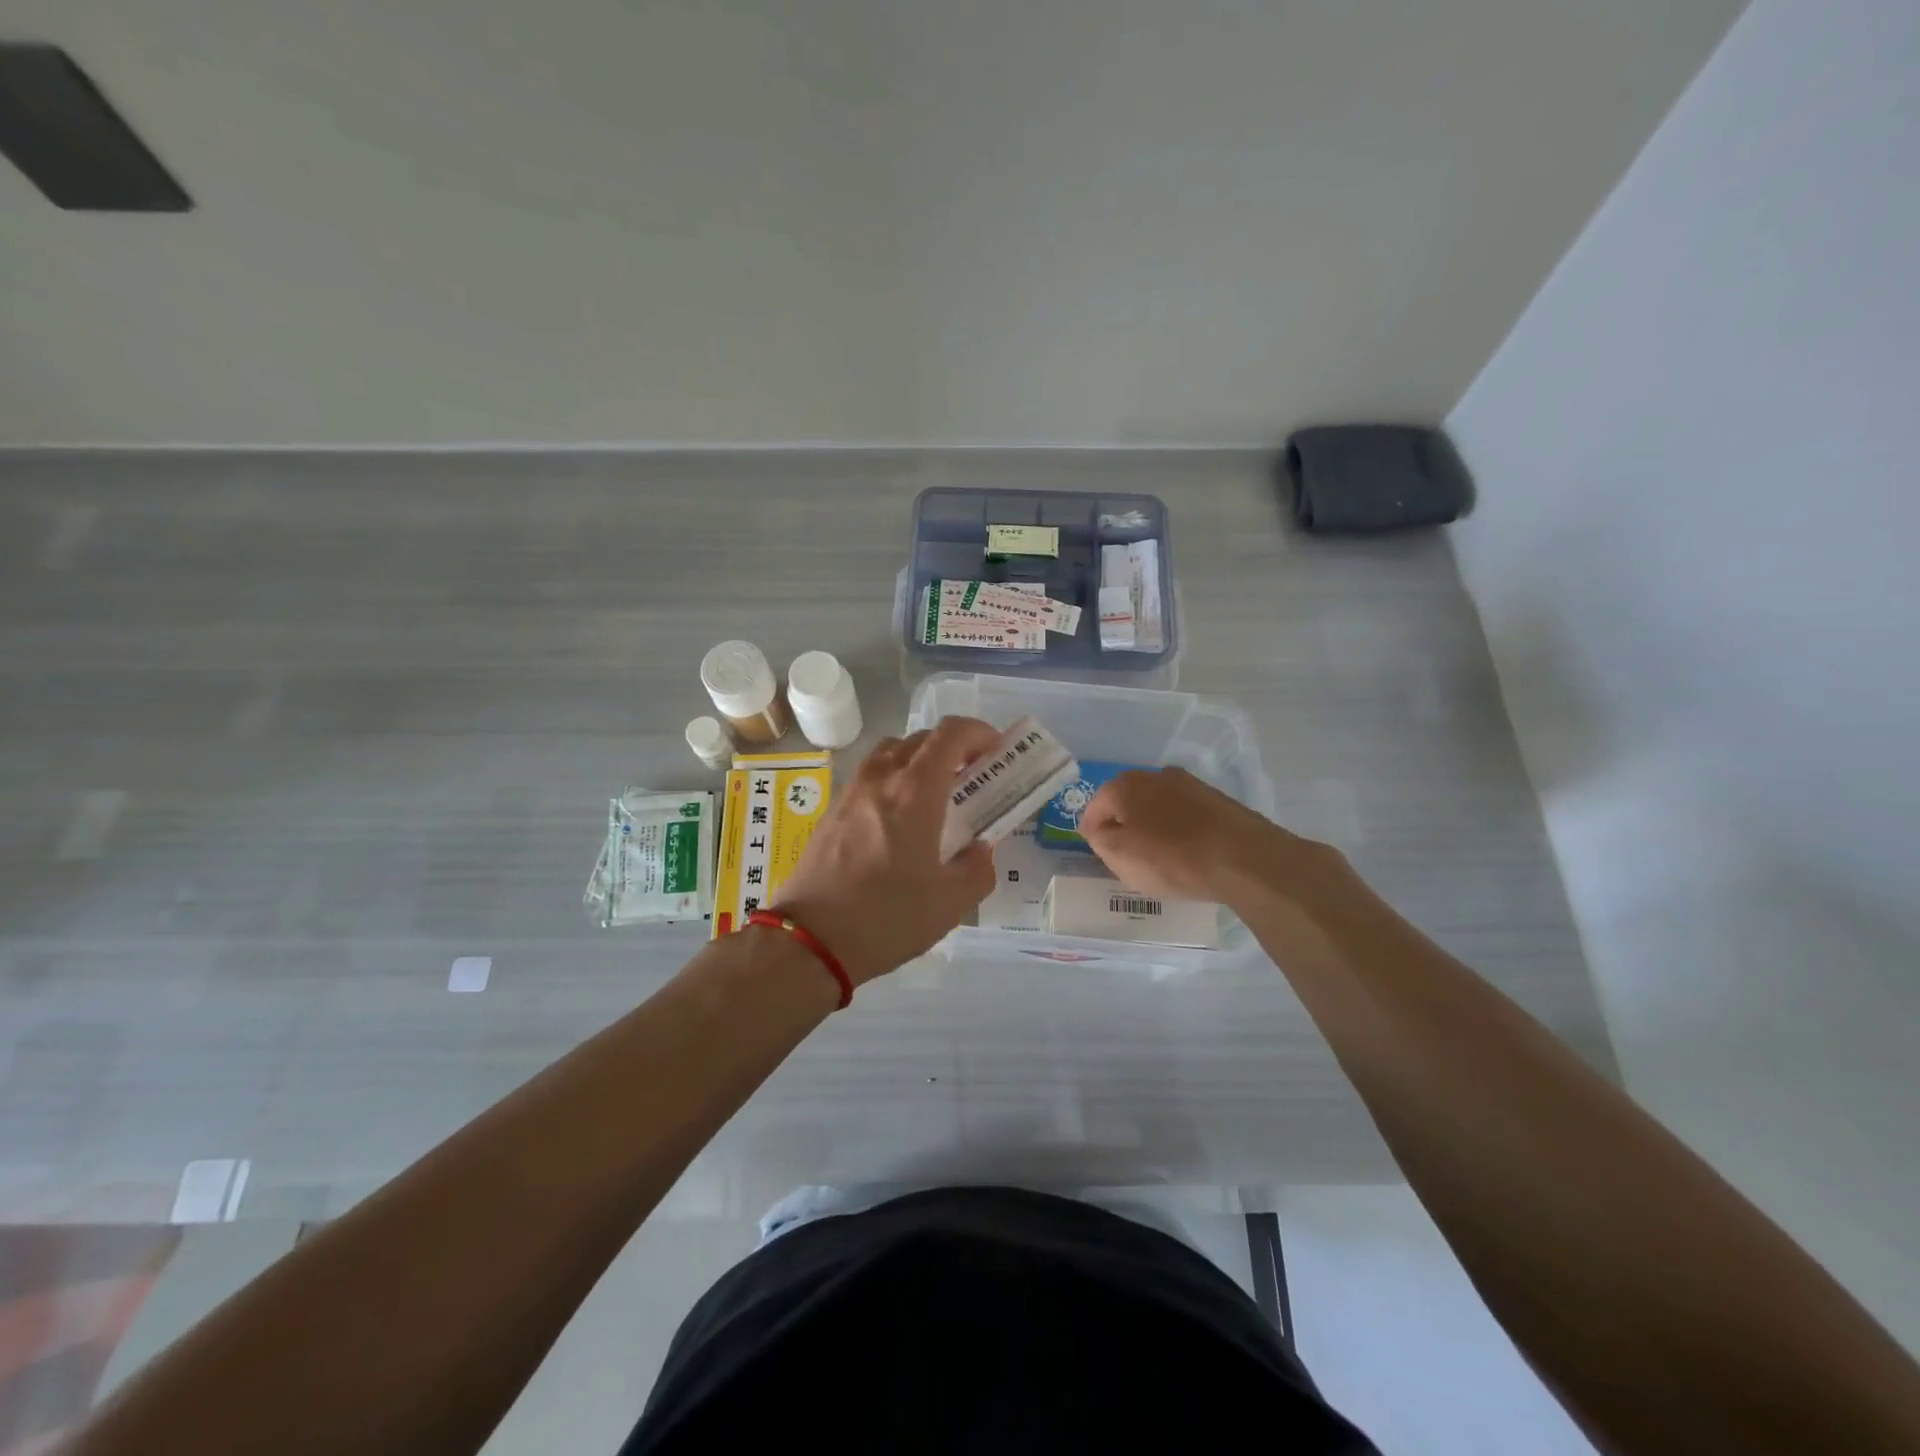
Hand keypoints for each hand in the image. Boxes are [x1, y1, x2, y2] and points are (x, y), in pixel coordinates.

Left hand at [771, 717, 1000, 984]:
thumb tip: (980, 851)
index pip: (951, 734)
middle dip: (953, 749)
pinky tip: (897, 822)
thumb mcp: (950, 903)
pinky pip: (870, 776)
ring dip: (919, 760)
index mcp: (915, 791)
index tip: (995, 752)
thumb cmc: (886, 917)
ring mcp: (851, 791)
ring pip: (891, 752)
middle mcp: (881, 778)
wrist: (810, 940)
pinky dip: (893, 780)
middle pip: (921, 738)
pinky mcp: (831, 810)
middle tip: (971, 779)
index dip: (979, 732)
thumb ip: (977, 869)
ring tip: (933, 796)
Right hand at [1078, 766, 1338, 906]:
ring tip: (1159, 856)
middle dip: (1123, 825)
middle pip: (1127, 803)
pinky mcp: (1217, 800)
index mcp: (1125, 785)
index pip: (1095, 808)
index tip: (1098, 852)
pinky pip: (1185, 816)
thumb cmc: (1171, 858)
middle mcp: (1155, 776)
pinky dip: (1179, 831)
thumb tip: (1100, 828)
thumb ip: (1100, 839)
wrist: (1243, 858)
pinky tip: (1187, 853)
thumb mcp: (1119, 856)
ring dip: (1153, 827)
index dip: (1092, 832)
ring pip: (1158, 807)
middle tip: (1126, 855)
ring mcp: (1190, 785)